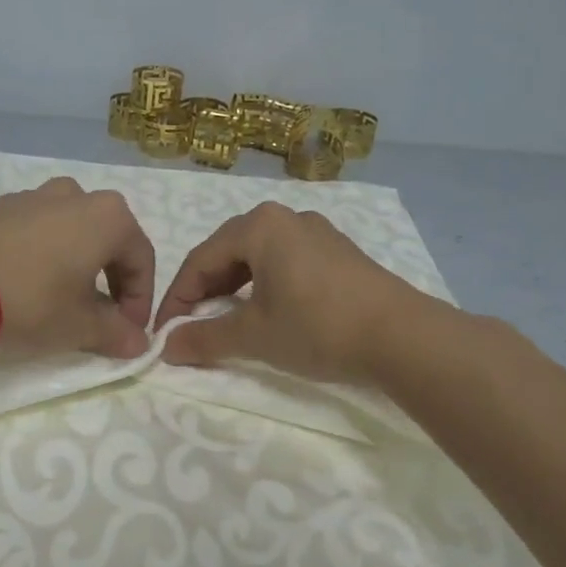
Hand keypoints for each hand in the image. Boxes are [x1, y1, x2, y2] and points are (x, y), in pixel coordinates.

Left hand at [0, 179, 155, 358]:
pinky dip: (45, 254)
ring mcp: (35, 196)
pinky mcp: (0, 207)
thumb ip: (117, 333)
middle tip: (102, 318)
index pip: (142, 260)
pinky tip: (29, 284)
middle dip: (112, 281)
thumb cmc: (33, 302)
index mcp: (108, 216)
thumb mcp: (81, 326)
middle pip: (108, 240)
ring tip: (64, 299)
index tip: (130, 331)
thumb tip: (139, 343)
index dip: (141, 300)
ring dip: (78, 264)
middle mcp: (76, 195)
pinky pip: (37, 230)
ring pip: (72, 231)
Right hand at [154, 202, 430, 383]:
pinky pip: (286, 262)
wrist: (401, 336)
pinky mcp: (339, 252)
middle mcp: (286, 217)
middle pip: (228, 252)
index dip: (177, 298)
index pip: (200, 259)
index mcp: (259, 226)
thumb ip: (204, 339)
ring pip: (258, 257)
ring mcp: (317, 232)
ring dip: (234, 288)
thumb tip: (165, 348)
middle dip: (204, 290)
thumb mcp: (253, 335)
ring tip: (225, 319)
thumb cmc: (316, 327)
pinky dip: (265, 285)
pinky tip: (268, 311)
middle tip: (191, 324)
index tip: (164, 332)